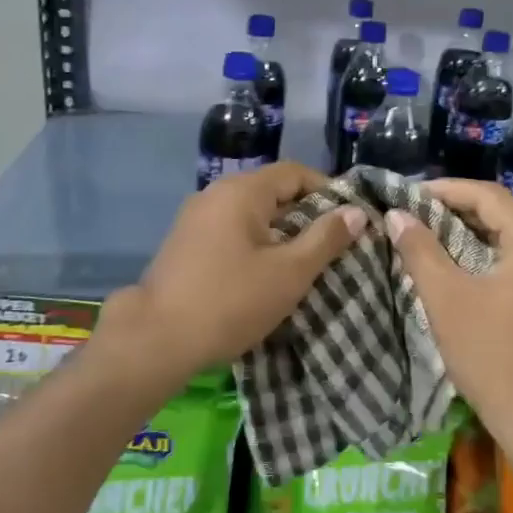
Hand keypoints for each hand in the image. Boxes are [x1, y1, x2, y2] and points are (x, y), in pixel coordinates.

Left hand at [98, 162, 365, 385]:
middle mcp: (215, 194)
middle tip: (332, 246)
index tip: (349, 220)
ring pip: (250, 213)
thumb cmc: (231, 301)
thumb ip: (325, 239)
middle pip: (271, 191)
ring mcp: (194, 218)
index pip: (295, 173)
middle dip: (305, 214)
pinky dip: (254, 243)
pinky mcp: (184, 243)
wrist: (156, 339)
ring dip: (279, 232)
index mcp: (241, 191)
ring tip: (303, 263)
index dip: (327, 191)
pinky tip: (264, 273)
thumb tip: (356, 211)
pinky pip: (230, 230)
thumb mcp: (289, 272)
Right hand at [387, 180, 512, 465]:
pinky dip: (489, 260)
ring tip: (427, 241)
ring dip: (470, 237)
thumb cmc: (494, 357)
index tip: (405, 197)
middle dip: (454, 214)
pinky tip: (460, 270)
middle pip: (503, 215)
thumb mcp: (448, 299)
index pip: (488, 196)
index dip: (443, 190)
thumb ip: (420, 250)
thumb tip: (397, 215)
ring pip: (512, 240)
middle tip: (411, 219)